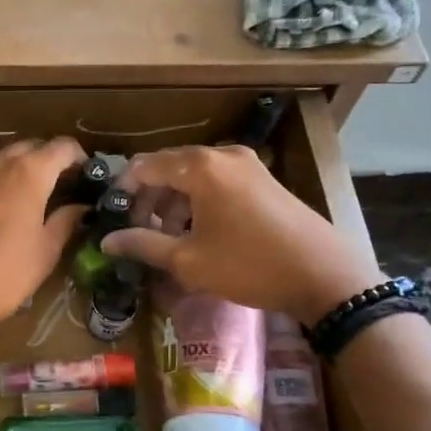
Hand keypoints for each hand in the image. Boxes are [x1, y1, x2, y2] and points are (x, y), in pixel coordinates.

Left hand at [0, 138, 87, 323]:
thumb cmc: (7, 270)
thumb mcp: (46, 249)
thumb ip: (67, 220)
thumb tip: (81, 206)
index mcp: (28, 172)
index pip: (63, 146)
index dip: (80, 158)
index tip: (88, 178)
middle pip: (32, 146)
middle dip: (51, 160)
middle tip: (64, 186)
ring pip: (6, 157)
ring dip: (24, 168)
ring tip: (37, 195)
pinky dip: (2, 180)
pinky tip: (8, 206)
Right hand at [101, 145, 380, 323]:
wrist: (324, 275)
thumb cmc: (249, 265)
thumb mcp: (189, 260)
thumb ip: (143, 245)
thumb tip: (106, 241)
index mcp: (201, 167)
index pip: (146, 165)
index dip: (124, 188)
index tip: (111, 214)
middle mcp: (223, 155)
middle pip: (171, 166)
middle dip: (149, 196)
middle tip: (136, 229)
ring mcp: (248, 165)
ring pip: (195, 175)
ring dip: (174, 200)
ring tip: (166, 236)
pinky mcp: (265, 180)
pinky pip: (218, 181)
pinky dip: (199, 200)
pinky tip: (198, 232)